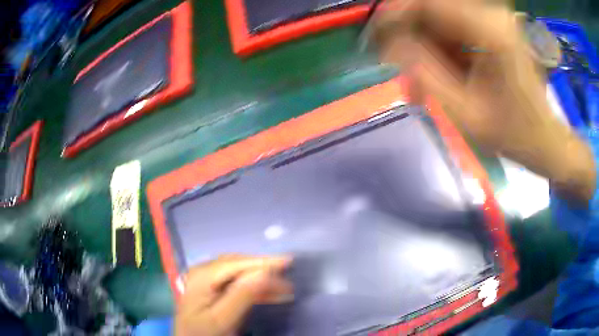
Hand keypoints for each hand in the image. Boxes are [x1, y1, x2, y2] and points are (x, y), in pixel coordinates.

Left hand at [175, 255, 292, 335]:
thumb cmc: (204, 333)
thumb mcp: (222, 319)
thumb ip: (241, 296)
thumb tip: (264, 274)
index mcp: (202, 275)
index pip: (237, 264)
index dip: (263, 261)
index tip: (288, 261)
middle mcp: (204, 272)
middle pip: (239, 265)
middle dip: (264, 269)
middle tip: (288, 274)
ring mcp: (208, 280)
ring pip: (240, 274)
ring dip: (262, 280)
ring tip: (285, 288)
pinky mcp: (214, 290)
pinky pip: (238, 284)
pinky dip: (255, 288)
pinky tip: (270, 295)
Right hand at [374, 0, 595, 203]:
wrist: (545, 139)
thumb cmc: (513, 134)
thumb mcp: (465, 112)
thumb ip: (424, 73)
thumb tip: (389, 45)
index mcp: (490, 30)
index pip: (426, 3)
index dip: (393, 15)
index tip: (374, 39)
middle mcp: (491, 13)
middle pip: (431, 7)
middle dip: (409, 34)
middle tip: (400, 68)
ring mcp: (493, 18)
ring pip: (440, 17)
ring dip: (425, 45)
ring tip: (423, 81)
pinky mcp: (493, 26)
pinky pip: (454, 26)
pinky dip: (441, 47)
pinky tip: (443, 74)